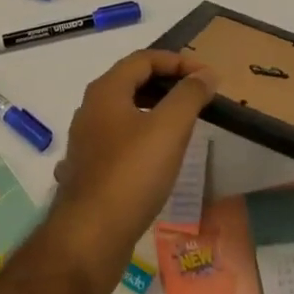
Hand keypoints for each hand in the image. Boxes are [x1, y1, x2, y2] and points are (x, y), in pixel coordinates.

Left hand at [48, 51, 217, 285]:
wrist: (91, 234)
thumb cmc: (132, 173)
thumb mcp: (169, 129)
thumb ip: (189, 96)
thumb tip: (205, 73)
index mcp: (105, 91)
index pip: (143, 59)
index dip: (177, 61)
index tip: (207, 76)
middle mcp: (90, 108)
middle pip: (131, 81)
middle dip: (166, 83)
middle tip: (198, 96)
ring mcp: (86, 140)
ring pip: (124, 111)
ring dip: (155, 109)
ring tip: (184, 123)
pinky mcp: (89, 168)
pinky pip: (119, 138)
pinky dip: (142, 135)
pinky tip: (157, 154)